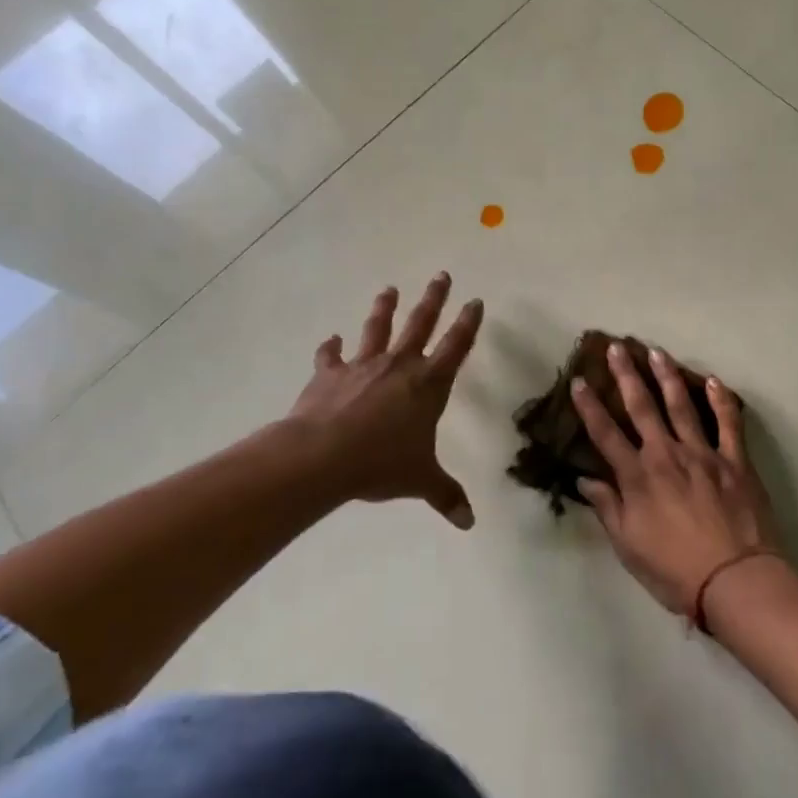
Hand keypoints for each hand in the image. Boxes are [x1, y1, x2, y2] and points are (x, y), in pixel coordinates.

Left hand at [289, 273, 482, 528]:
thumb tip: (469, 523)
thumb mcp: (421, 481)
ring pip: (377, 328)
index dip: (468, 323)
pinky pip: (330, 355)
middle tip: (441, 275)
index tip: (475, 301)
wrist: (323, 456)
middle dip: (433, 299)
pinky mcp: (329, 374)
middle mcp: (399, 366)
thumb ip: (446, 496)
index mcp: (428, 385)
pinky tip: (331, 339)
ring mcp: (362, 366)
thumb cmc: (381, 464)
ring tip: (389, 289)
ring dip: (384, 308)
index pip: (456, 346)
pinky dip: (331, 347)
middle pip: (420, 323)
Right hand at [570, 342, 779, 615]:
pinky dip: (721, 401)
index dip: (589, 407)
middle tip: (616, 347)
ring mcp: (703, 454)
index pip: (605, 434)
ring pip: (682, 405)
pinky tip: (714, 381)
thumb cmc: (674, 570)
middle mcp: (666, 455)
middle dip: (626, 375)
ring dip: (667, 376)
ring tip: (657, 352)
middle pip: (642, 407)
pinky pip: (728, 423)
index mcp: (637, 477)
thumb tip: (586, 481)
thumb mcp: (628, 546)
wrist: (735, 580)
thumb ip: (608, 508)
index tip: (579, 381)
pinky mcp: (735, 460)